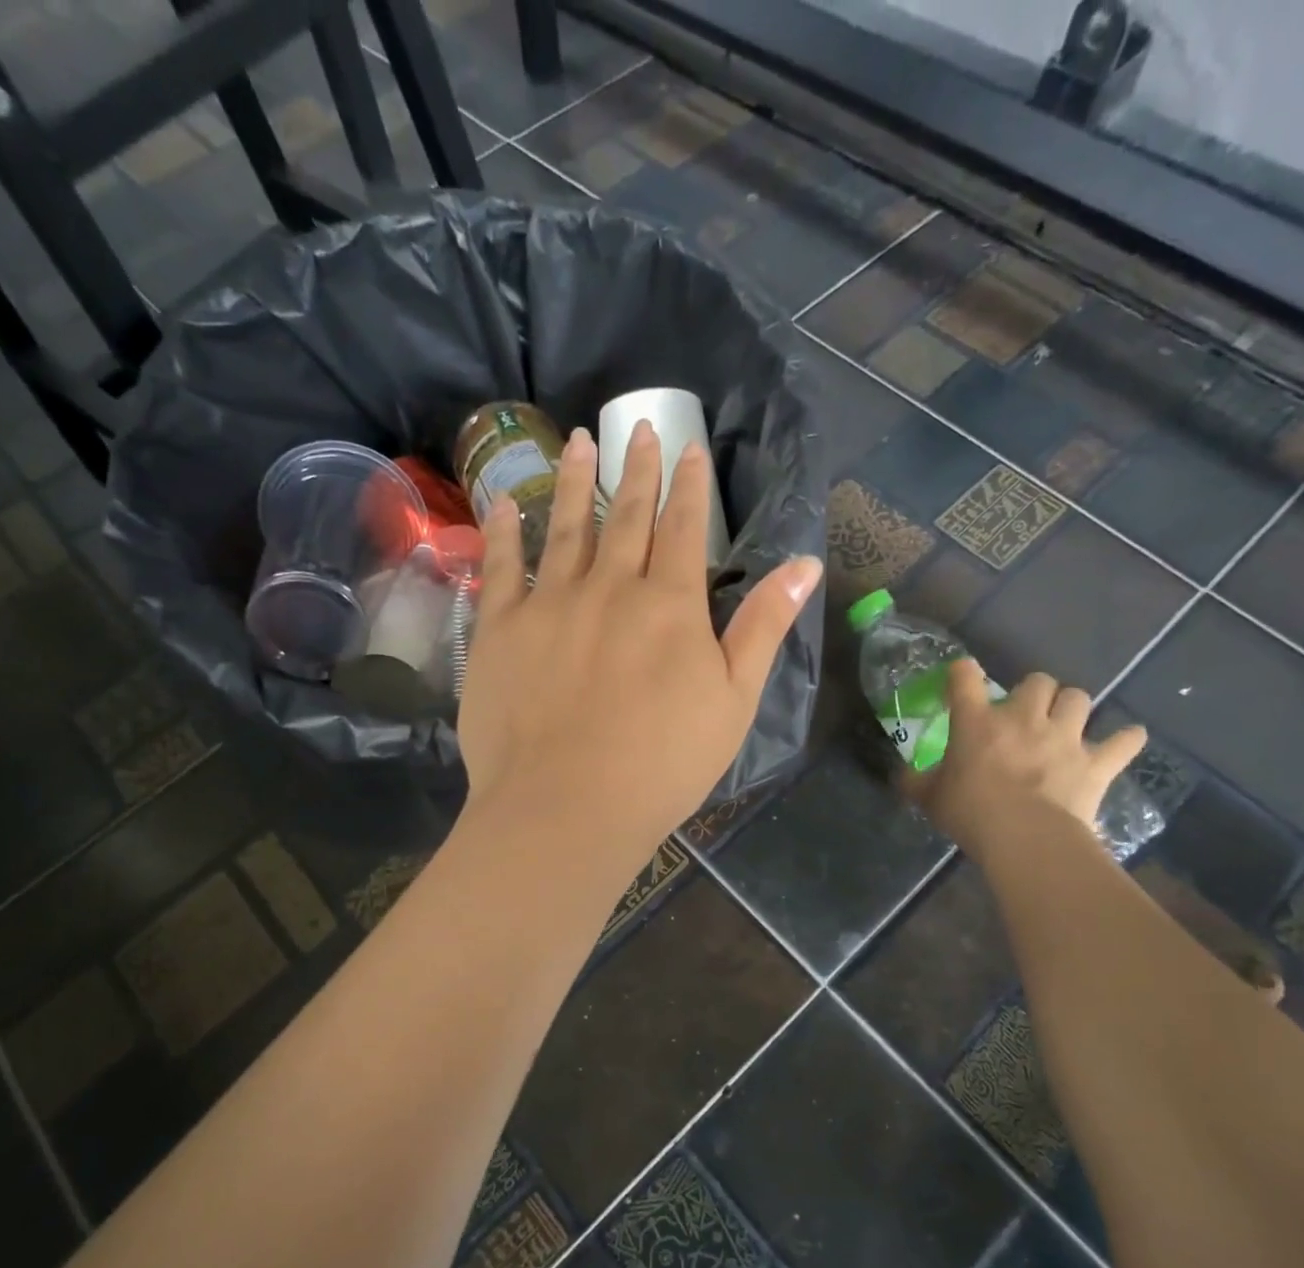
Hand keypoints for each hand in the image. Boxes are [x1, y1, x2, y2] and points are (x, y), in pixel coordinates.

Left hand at [458, 421, 820, 868]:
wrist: (568, 806)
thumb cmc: (662, 764)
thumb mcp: (734, 701)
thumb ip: (764, 627)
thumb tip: (804, 565)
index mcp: (668, 604)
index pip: (683, 528)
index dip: (688, 485)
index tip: (687, 446)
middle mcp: (608, 587)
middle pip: (625, 515)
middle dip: (636, 468)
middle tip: (637, 426)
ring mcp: (548, 604)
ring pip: (564, 528)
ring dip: (573, 481)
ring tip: (577, 441)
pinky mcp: (499, 629)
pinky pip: (500, 568)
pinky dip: (503, 532)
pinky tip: (504, 504)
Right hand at [903, 659, 1145, 861]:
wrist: (1025, 837)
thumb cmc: (970, 812)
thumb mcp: (929, 798)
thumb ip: (915, 781)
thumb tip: (902, 776)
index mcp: (977, 722)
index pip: (965, 677)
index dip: (962, 672)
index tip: (961, 679)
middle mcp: (1024, 718)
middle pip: (1038, 680)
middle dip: (1033, 692)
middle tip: (1024, 713)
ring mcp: (1065, 737)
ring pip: (1079, 699)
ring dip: (1071, 707)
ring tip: (1065, 724)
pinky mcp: (1097, 762)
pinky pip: (1124, 741)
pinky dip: (1125, 740)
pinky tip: (1124, 741)